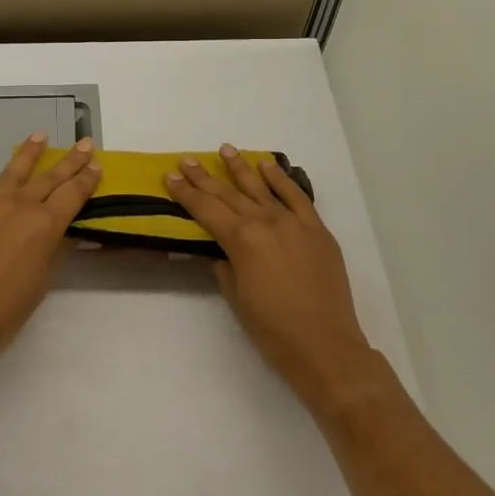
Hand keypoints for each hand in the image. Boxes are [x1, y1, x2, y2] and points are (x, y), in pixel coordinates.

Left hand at [0, 135, 101, 375]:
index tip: (97, 166)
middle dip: (69, 161)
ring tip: (40, 136)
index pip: (71, 194)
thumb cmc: (3, 313)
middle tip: (83, 143)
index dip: (86, 180)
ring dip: (30, 155)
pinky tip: (6, 194)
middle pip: (48, 177)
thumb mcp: (40, 282)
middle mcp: (17, 207)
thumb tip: (63, 233)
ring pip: (13, 174)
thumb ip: (53, 251)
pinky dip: (3, 189)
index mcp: (43, 225)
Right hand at [164, 144, 380, 406]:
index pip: (206, 210)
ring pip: (262, 188)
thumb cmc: (272, 329)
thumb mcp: (236, 298)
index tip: (169, 176)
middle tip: (187, 160)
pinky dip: (282, 179)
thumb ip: (225, 267)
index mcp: (241, 240)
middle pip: (229, 194)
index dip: (185, 193)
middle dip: (205, 177)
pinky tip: (268, 166)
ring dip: (241, 168)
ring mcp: (294, 223)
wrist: (325, 346)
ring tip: (225, 150)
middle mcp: (266, 223)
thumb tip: (223, 253)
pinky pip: (297, 197)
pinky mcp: (317, 230)